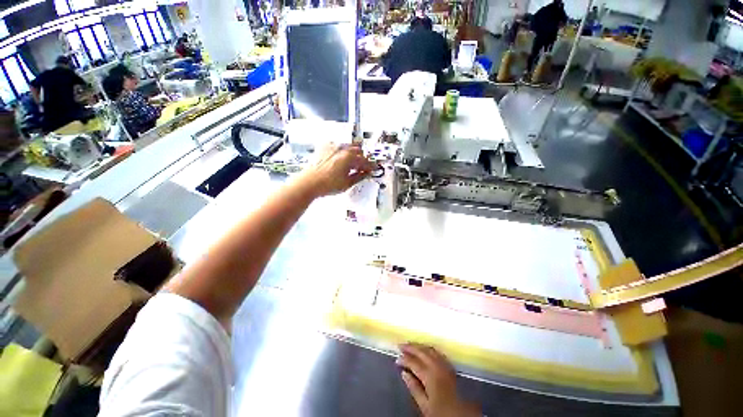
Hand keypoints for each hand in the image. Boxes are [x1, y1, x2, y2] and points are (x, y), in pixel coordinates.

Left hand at [298, 143, 375, 197]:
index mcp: (349, 157)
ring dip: (353, 153)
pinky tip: (341, 159)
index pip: (365, 161)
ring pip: (348, 146)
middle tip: (363, 167)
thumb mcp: (347, 183)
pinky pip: (338, 146)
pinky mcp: (324, 148)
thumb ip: (359, 176)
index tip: (373, 169)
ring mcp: (332, 146)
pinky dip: (343, 151)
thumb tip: (366, 173)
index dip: (370, 166)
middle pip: (358, 150)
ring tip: (353, 163)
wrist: (309, 183)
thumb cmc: (328, 184)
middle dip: (362, 158)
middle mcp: (342, 149)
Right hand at [397, 343, 479, 416]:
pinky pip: (437, 352)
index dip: (404, 359)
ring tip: (410, 345)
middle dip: (410, 347)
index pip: (413, 362)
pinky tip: (425, 349)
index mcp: (429, 375)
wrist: (463, 415)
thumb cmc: (442, 412)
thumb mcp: (425, 406)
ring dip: (419, 346)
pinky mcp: (450, 366)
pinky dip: (428, 348)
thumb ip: (414, 388)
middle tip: (400, 345)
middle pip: (421, 352)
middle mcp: (437, 366)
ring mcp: (445, 365)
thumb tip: (404, 373)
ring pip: (429, 349)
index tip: (396, 359)